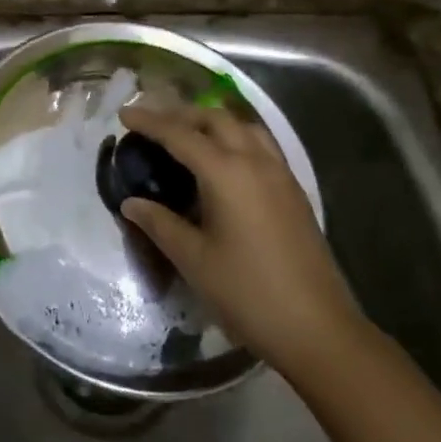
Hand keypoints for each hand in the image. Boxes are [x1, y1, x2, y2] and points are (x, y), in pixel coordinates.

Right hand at [117, 103, 359, 376]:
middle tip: (152, 124)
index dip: (149, 121)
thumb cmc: (247, 293)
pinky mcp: (294, 191)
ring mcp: (280, 174)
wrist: (316, 328)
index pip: (180, 134)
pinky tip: (224, 161)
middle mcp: (255, 161)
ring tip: (187, 135)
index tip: (124, 114)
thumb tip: (131, 203)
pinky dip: (235, 138)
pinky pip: (261, 146)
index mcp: (226, 172)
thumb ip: (160, 223)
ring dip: (212, 122)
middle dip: (181, 115)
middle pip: (215, 120)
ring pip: (243, 127)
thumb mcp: (193, 259)